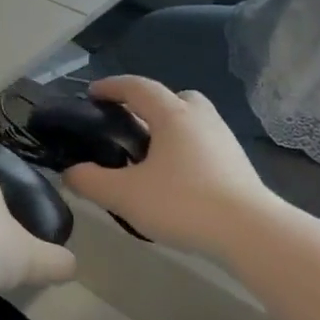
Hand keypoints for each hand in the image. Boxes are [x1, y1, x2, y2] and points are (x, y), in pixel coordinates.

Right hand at [64, 77, 275, 255]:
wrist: (251, 232)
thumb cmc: (183, 203)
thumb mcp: (125, 195)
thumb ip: (90, 181)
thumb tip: (69, 173)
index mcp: (172, 115)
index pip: (137, 88)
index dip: (111, 87)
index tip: (92, 94)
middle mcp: (200, 119)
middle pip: (174, 98)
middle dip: (149, 105)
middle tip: (128, 126)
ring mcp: (223, 140)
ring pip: (192, 121)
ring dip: (170, 129)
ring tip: (149, 157)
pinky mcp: (237, 164)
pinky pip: (204, 144)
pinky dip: (185, 150)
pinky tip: (175, 178)